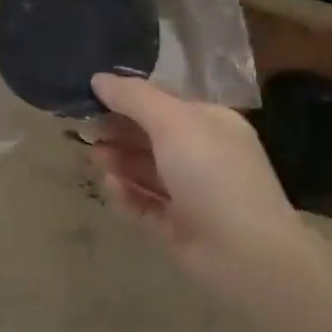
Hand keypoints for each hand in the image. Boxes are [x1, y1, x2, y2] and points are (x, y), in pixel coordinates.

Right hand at [89, 72, 311, 295]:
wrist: (246, 253)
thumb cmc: (212, 174)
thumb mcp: (173, 123)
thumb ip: (134, 98)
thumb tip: (99, 78)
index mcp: (210, 123)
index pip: (164, 102)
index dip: (128, 98)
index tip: (92, 97)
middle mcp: (202, 154)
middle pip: (151, 136)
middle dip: (119, 131)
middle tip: (85, 130)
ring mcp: (191, 193)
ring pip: (145, 170)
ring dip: (119, 161)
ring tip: (95, 158)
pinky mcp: (178, 226)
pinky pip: (145, 204)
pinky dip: (127, 194)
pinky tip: (111, 187)